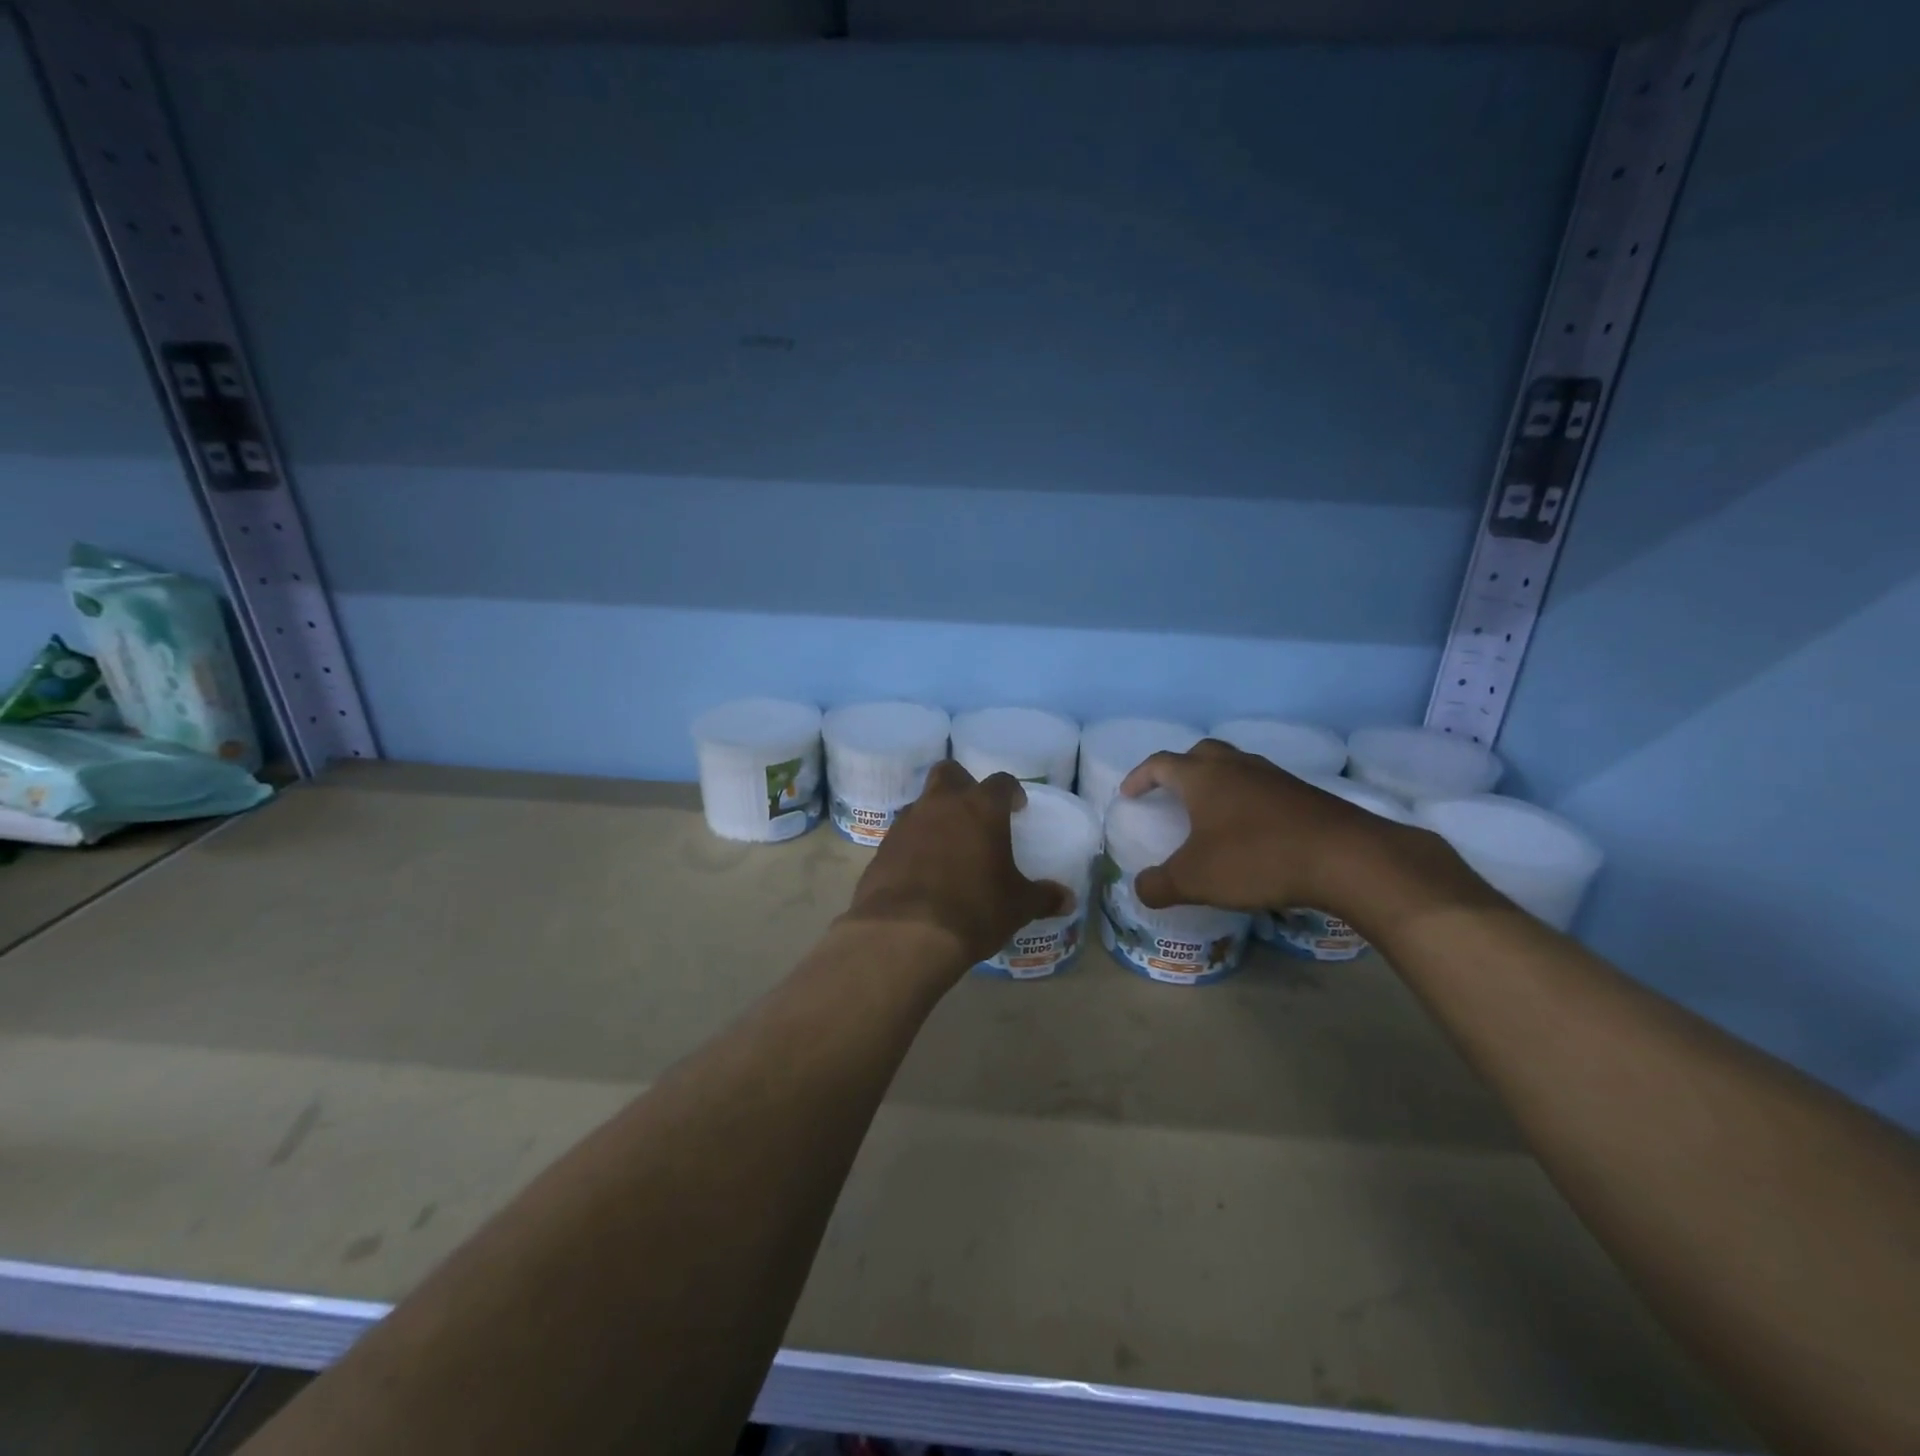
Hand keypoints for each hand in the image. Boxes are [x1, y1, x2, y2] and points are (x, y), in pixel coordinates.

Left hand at [841, 761, 1070, 970]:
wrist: (905, 934)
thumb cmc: (974, 910)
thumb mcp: (1018, 906)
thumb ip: (1043, 897)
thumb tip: (1067, 899)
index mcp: (981, 808)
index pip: (1001, 782)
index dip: (1011, 792)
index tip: (1017, 807)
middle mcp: (941, 804)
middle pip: (949, 773)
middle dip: (963, 785)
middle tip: (975, 813)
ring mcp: (907, 823)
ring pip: (922, 803)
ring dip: (935, 816)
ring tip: (948, 848)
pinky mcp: (882, 848)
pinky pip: (903, 835)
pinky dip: (914, 845)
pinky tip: (923, 871)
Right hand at [1119, 740, 1491, 929]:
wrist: (1345, 857)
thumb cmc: (1256, 859)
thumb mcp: (1196, 880)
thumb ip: (1159, 885)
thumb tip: (1138, 888)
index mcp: (1202, 777)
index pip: (1160, 764)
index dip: (1139, 777)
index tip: (1128, 795)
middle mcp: (1236, 766)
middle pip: (1200, 753)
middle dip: (1180, 769)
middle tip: (1171, 793)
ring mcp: (1274, 777)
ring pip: (1236, 766)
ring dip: (1218, 782)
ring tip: (1211, 812)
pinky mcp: (1304, 794)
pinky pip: (1264, 786)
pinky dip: (1248, 799)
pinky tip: (1253, 829)